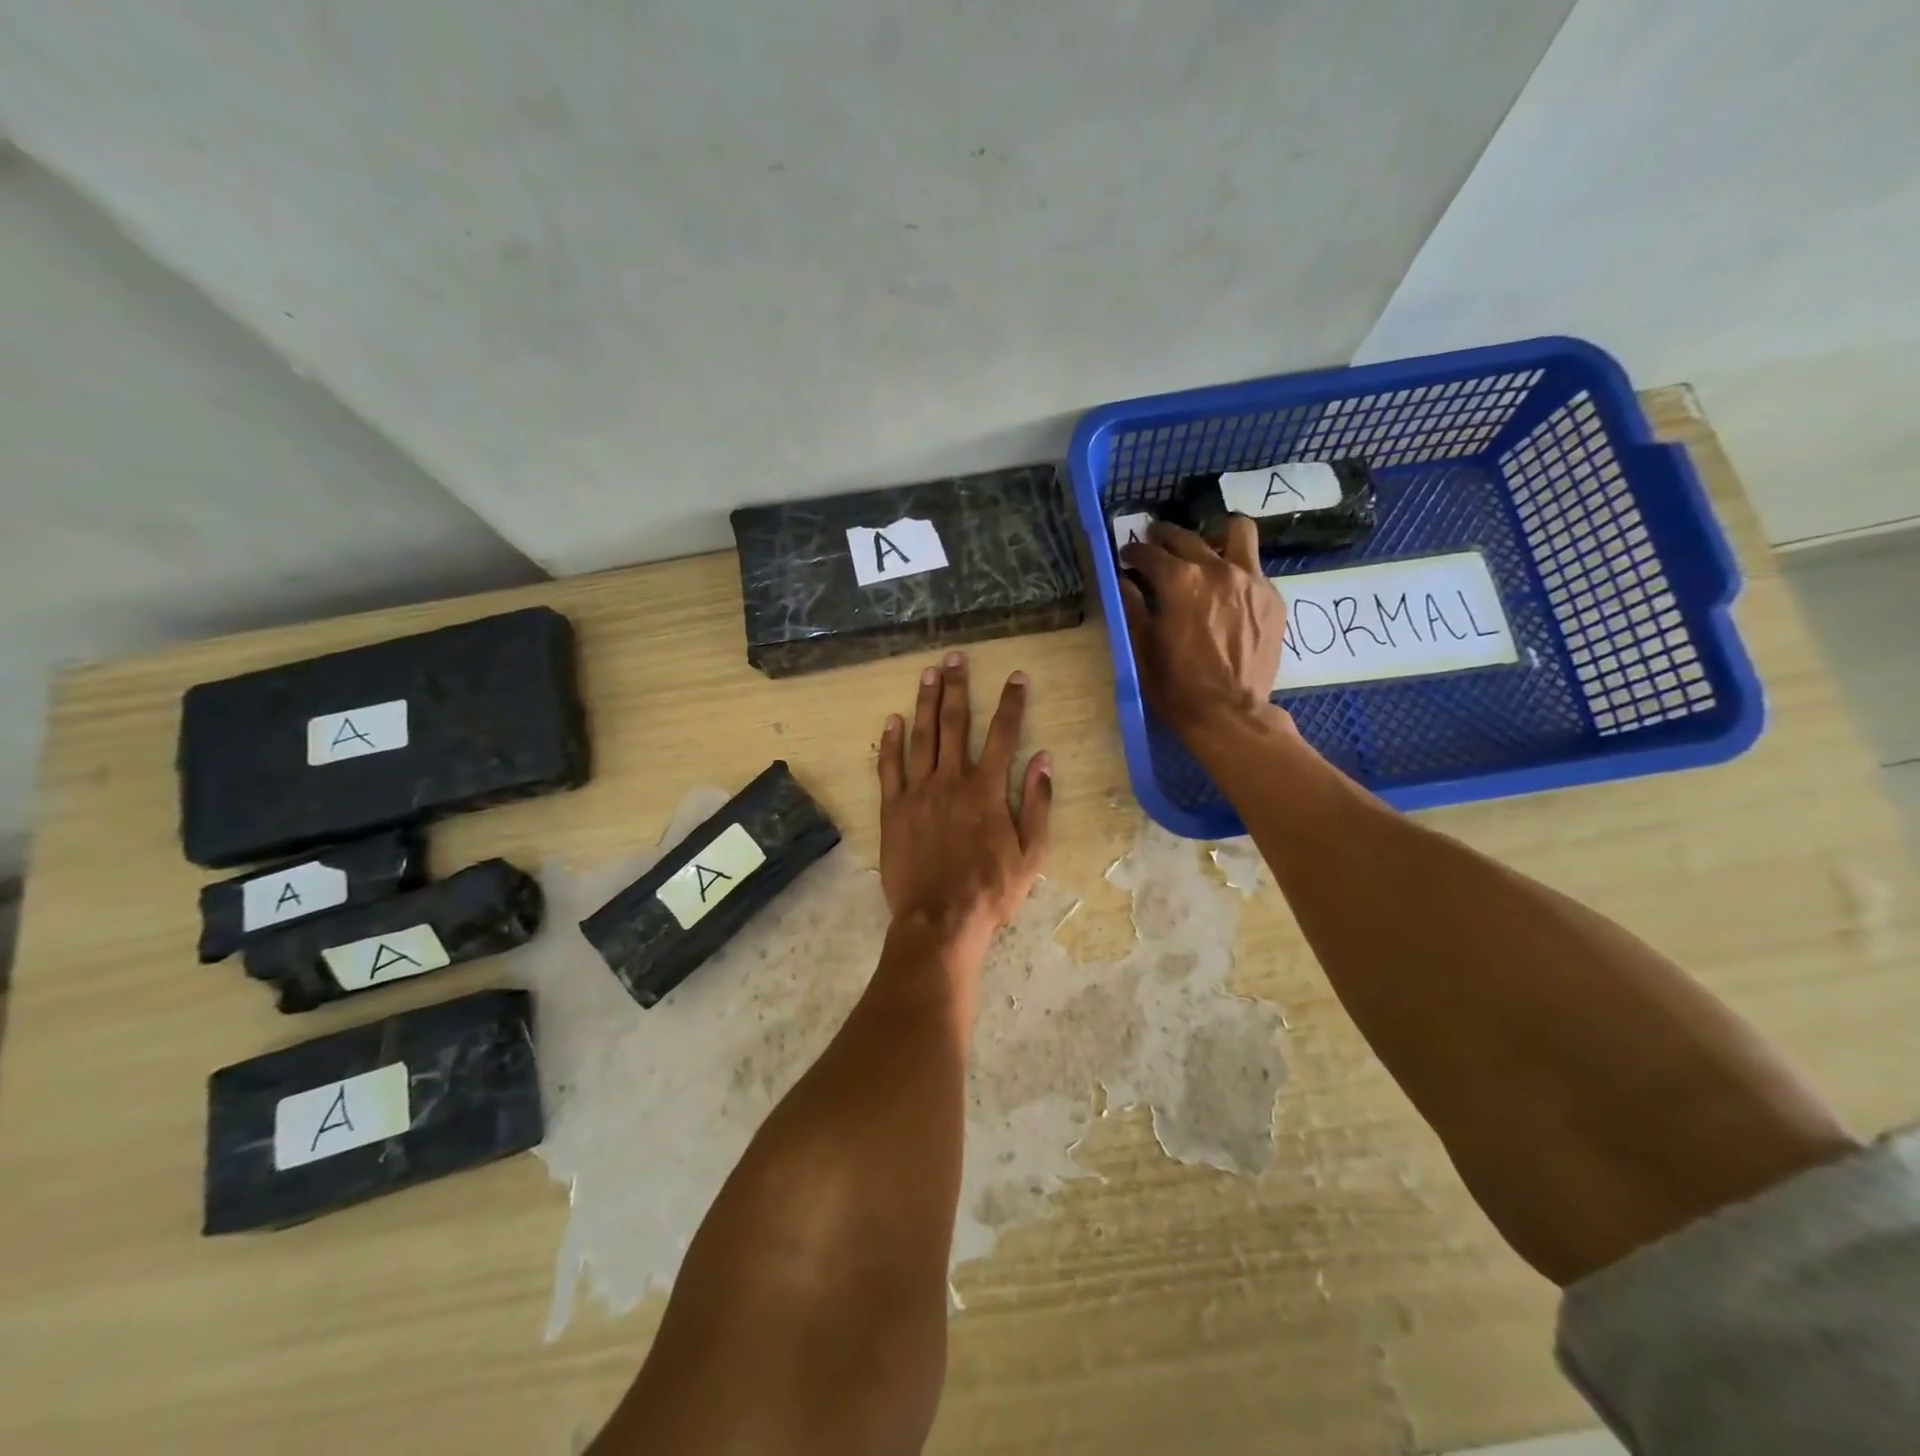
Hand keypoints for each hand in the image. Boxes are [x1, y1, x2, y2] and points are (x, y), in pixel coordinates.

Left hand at [877, 653, 1051, 950]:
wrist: (939, 920)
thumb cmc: (991, 891)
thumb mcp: (1031, 853)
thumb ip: (1038, 803)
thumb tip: (1044, 759)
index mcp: (987, 790)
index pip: (1004, 734)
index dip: (1011, 703)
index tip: (1016, 676)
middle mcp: (952, 780)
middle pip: (956, 723)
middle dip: (958, 687)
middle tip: (956, 658)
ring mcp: (918, 792)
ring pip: (922, 736)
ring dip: (926, 702)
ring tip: (928, 673)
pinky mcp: (893, 809)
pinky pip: (890, 767)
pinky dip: (891, 742)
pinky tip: (893, 720)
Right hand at [1119, 517, 1288, 740]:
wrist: (1230, 713)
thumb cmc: (1177, 685)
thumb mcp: (1143, 647)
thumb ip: (1133, 606)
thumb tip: (1124, 580)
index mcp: (1179, 581)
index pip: (1150, 553)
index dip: (1133, 552)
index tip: (1127, 557)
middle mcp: (1217, 569)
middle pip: (1187, 536)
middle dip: (1165, 536)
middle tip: (1156, 545)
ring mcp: (1251, 580)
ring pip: (1237, 532)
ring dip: (1216, 536)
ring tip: (1205, 551)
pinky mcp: (1272, 597)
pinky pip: (1254, 567)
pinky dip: (1236, 570)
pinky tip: (1227, 592)